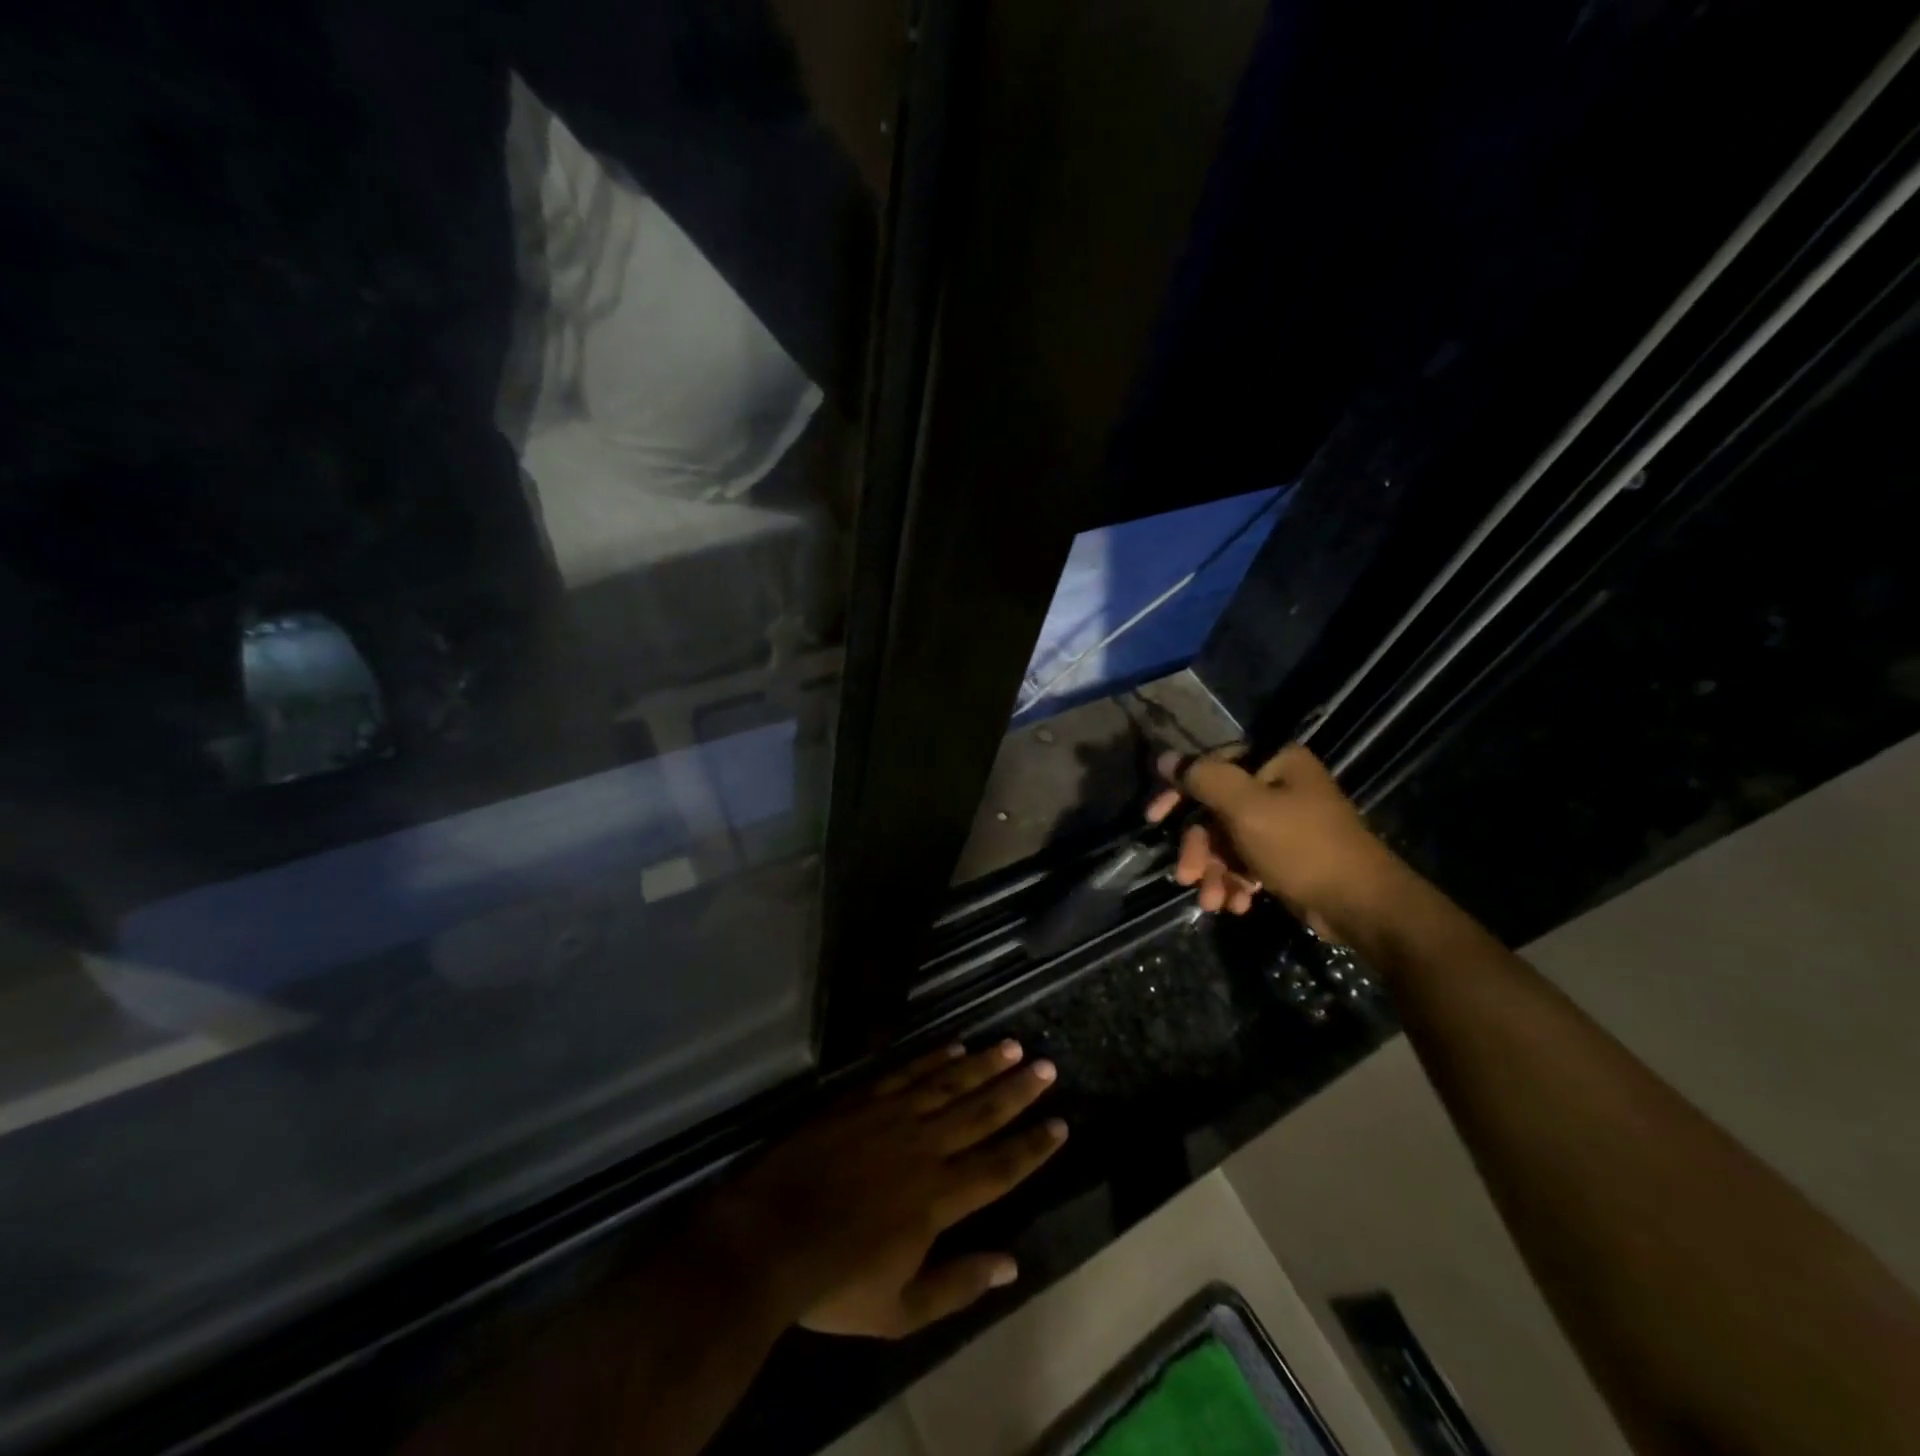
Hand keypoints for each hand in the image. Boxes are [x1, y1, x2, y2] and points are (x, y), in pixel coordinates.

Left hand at [709, 1041, 1066, 1339]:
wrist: (767, 1237)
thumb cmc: (834, 1283)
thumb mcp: (900, 1310)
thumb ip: (958, 1285)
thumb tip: (1012, 1266)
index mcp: (939, 1198)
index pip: (999, 1166)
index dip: (1033, 1146)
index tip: (1061, 1124)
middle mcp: (925, 1147)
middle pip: (982, 1112)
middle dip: (1018, 1091)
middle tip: (1047, 1067)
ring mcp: (892, 1116)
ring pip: (949, 1083)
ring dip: (984, 1065)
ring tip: (1012, 1047)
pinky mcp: (862, 1099)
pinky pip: (907, 1072)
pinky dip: (934, 1058)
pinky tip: (954, 1046)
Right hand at [1145, 743, 1407, 941]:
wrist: (1361, 906)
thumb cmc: (1301, 847)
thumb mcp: (1245, 807)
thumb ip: (1203, 779)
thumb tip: (1165, 758)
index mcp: (1275, 763)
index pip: (1212, 766)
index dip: (1179, 792)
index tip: (1154, 818)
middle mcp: (1279, 786)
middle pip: (1217, 810)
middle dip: (1200, 849)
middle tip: (1186, 876)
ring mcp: (1284, 823)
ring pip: (1228, 841)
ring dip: (1215, 872)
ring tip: (1214, 901)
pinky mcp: (1287, 856)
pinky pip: (1247, 861)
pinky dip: (1236, 882)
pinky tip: (1238, 903)